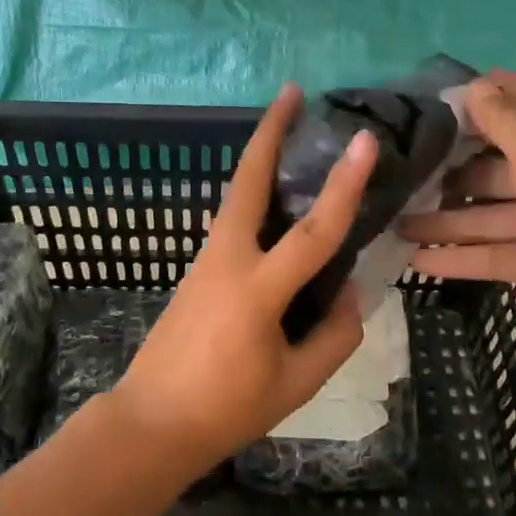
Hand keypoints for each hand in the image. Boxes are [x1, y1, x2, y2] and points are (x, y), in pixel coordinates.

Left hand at [106, 85, 377, 477]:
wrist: (151, 423)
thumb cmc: (226, 409)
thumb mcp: (296, 384)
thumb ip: (334, 336)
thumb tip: (351, 294)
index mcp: (257, 291)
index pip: (313, 232)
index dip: (344, 185)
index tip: (363, 140)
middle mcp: (228, 261)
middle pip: (248, 181)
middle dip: (270, 132)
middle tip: (292, 92)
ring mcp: (206, 261)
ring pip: (237, 195)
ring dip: (261, 157)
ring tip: (289, 131)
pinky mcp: (198, 269)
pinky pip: (233, 221)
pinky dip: (255, 195)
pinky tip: (276, 200)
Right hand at [399, 71, 515, 361]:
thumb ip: (506, 122)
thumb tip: (474, 85)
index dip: (477, 100)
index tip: (426, 107)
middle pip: (499, 162)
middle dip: (452, 168)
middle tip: (402, 172)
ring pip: (494, 212)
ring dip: (448, 219)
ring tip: (397, 223)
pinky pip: (499, 251)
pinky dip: (464, 255)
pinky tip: (420, 260)